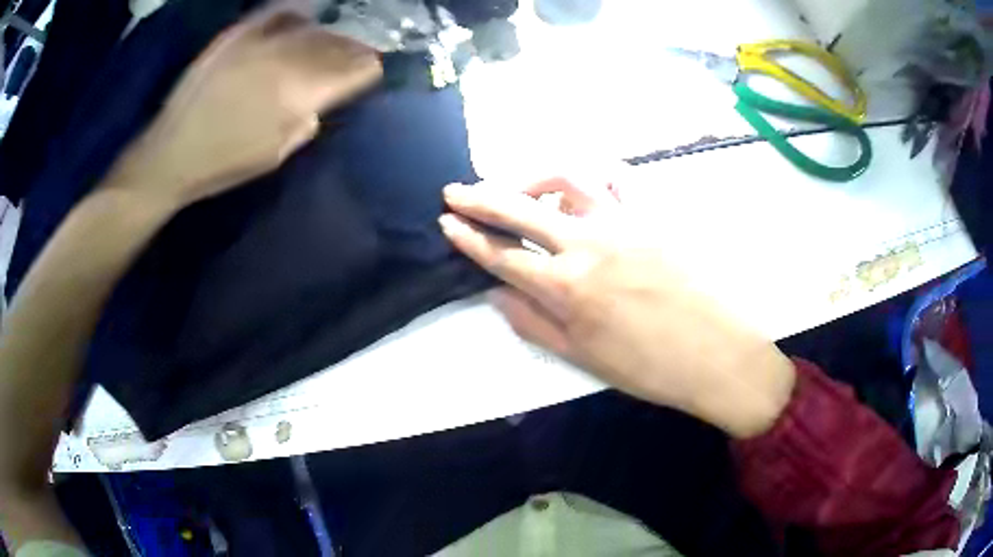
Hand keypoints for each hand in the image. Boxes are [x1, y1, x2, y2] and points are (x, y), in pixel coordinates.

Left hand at [107, 7, 381, 209]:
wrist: (171, 154)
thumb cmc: (223, 164)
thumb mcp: (276, 155)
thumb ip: (307, 122)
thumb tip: (322, 99)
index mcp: (299, 95)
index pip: (354, 70)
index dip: (370, 67)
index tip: (376, 69)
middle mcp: (285, 60)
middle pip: (336, 43)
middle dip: (355, 47)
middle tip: (362, 50)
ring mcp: (259, 43)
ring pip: (311, 27)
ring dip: (329, 31)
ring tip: (336, 35)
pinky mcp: (236, 35)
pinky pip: (276, 12)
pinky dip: (295, 13)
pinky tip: (303, 16)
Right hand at [439, 176, 795, 437]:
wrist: (718, 354)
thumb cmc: (650, 367)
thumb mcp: (582, 357)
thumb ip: (533, 323)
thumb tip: (496, 295)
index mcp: (566, 288)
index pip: (502, 254)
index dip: (468, 238)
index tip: (447, 223)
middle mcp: (588, 243)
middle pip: (520, 208)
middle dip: (479, 197)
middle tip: (455, 191)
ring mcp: (624, 220)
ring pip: (565, 177)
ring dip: (532, 176)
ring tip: (522, 187)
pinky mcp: (655, 211)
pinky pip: (618, 175)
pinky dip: (592, 172)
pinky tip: (583, 183)